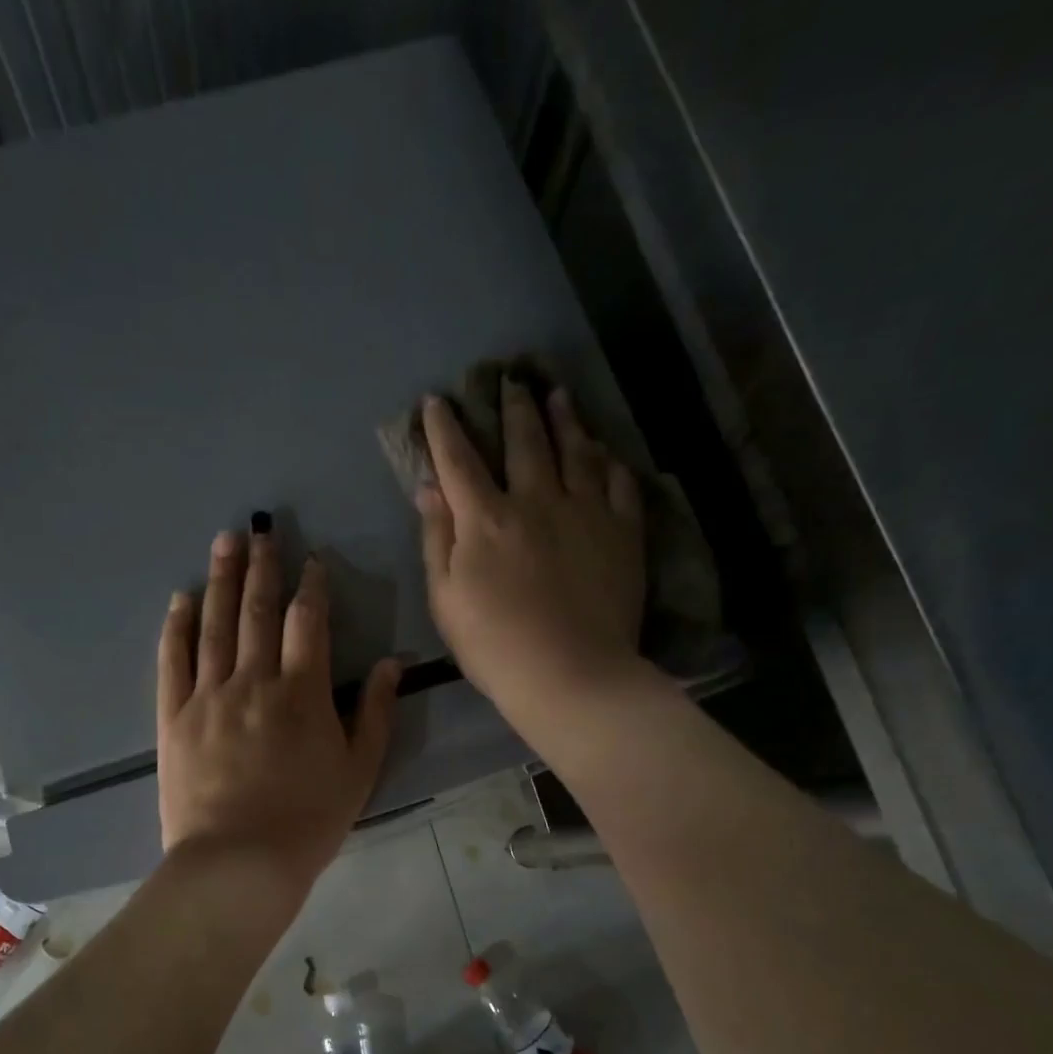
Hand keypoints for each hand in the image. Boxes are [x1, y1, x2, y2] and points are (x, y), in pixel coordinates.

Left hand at [157, 525, 399, 891]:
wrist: (239, 862)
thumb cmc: (309, 820)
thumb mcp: (360, 770)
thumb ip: (376, 712)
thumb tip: (392, 663)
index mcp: (302, 692)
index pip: (309, 622)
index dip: (312, 587)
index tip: (312, 560)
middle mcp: (253, 681)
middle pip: (258, 611)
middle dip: (262, 567)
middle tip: (260, 530)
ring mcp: (208, 696)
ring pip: (215, 625)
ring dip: (221, 580)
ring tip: (223, 542)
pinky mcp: (174, 717)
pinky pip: (173, 661)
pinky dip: (176, 627)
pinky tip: (180, 599)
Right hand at [416, 378, 648, 746]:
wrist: (569, 674)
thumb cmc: (493, 645)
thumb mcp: (445, 598)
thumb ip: (437, 538)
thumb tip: (429, 488)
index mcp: (486, 519)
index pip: (460, 460)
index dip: (445, 428)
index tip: (437, 401)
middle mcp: (536, 500)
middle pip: (524, 440)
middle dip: (513, 406)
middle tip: (512, 379)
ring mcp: (586, 511)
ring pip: (576, 449)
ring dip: (564, 418)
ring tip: (558, 394)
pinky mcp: (623, 531)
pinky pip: (619, 481)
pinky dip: (608, 460)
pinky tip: (603, 450)